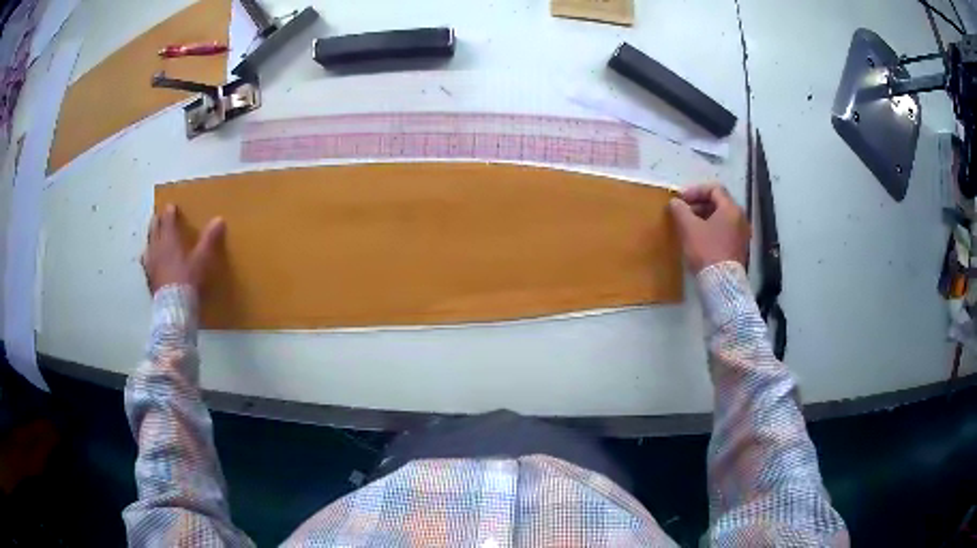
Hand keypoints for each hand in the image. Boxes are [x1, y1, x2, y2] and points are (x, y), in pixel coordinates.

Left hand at [142, 204, 225, 294]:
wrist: (175, 307)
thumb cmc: (189, 279)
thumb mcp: (203, 259)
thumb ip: (209, 239)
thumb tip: (219, 219)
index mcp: (169, 239)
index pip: (168, 219)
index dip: (170, 212)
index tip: (172, 206)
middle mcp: (157, 247)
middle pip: (154, 228)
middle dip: (157, 221)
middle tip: (160, 217)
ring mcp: (151, 263)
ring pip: (148, 244)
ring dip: (151, 238)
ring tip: (153, 237)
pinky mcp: (149, 278)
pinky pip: (146, 263)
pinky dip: (148, 258)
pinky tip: (148, 262)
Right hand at [669, 184, 750, 273]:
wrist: (722, 283)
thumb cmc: (706, 251)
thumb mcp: (689, 228)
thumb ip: (680, 210)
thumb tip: (675, 202)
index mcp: (731, 209)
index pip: (714, 189)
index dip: (696, 191)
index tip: (681, 199)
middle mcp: (741, 218)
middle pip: (719, 203)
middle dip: (699, 204)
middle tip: (684, 212)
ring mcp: (742, 234)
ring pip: (722, 218)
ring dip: (705, 217)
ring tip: (689, 226)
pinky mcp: (740, 248)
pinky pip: (725, 231)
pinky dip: (712, 229)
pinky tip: (700, 239)